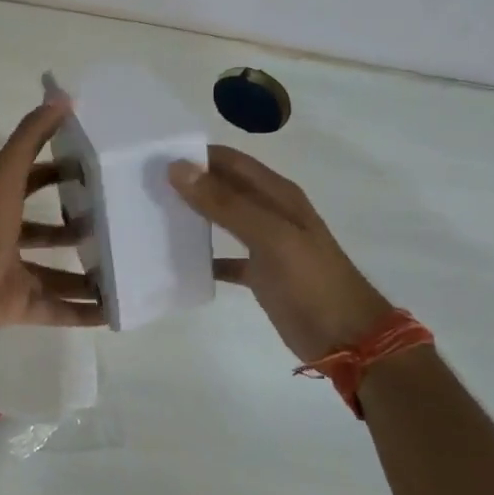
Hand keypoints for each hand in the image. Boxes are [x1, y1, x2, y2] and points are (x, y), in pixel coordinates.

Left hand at [0, 94, 105, 351]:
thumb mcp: (7, 174)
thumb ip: (30, 137)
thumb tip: (61, 96)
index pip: (31, 181)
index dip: (57, 172)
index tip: (92, 171)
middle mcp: (4, 238)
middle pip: (44, 231)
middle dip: (74, 229)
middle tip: (114, 226)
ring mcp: (10, 274)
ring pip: (53, 274)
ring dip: (83, 274)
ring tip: (121, 270)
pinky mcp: (17, 306)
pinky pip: (55, 310)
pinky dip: (81, 313)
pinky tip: (113, 312)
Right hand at [169, 145, 392, 365]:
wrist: (349, 339)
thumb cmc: (312, 282)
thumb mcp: (270, 237)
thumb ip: (225, 203)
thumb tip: (178, 168)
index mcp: (277, 194)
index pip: (230, 160)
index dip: (196, 155)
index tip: (155, 157)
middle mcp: (271, 212)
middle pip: (223, 186)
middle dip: (189, 182)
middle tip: (144, 185)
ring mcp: (266, 243)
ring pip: (222, 218)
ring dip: (193, 214)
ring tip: (153, 214)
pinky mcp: (261, 274)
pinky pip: (225, 258)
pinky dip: (204, 257)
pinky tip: (178, 261)